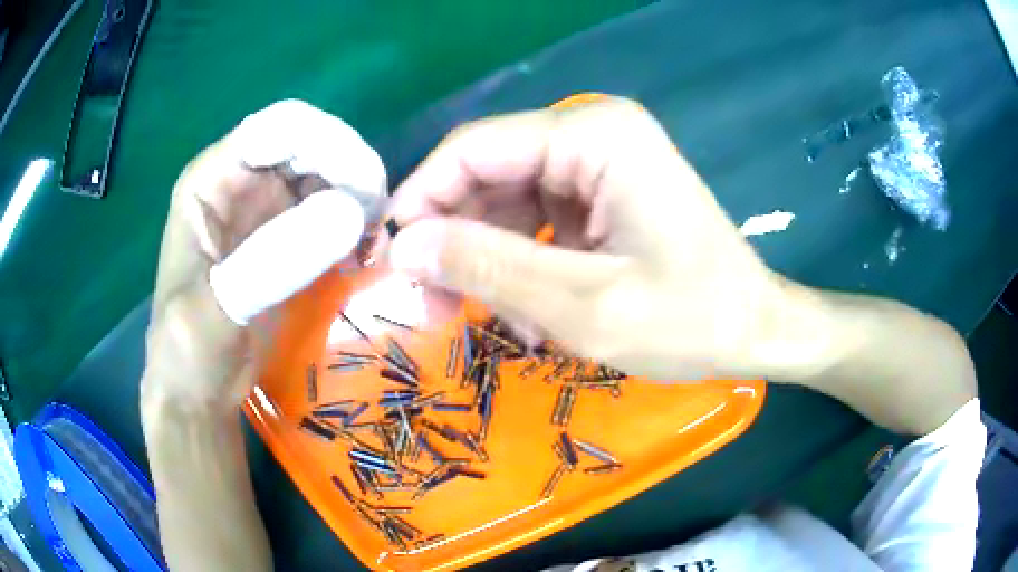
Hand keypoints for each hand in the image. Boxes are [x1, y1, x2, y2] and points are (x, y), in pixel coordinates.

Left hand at [142, 100, 384, 409]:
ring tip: (372, 242)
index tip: (365, 188)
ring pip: (325, 171)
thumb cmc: (189, 352)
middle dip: (349, 169)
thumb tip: (352, 213)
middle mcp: (239, 180)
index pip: (278, 128)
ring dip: (357, 196)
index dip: (327, 142)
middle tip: (377, 219)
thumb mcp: (219, 311)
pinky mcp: (285, 235)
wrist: (197, 390)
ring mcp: (264, 206)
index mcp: (210, 181)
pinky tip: (362, 254)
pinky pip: (330, 207)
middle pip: (309, 143)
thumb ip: (273, 262)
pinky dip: (353, 222)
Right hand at [385, 98, 786, 379]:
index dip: (420, 201)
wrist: (757, 330)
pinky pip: (537, 219)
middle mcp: (593, 133)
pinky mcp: (603, 192)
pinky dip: (523, 263)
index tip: (390, 262)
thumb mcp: (583, 306)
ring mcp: (600, 161)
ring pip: (508, 201)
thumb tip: (402, 246)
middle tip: (434, 306)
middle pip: (489, 173)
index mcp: (594, 136)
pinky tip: (534, 310)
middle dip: (455, 238)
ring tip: (499, 320)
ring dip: (491, 259)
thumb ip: (488, 267)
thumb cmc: (690, 321)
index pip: (475, 150)